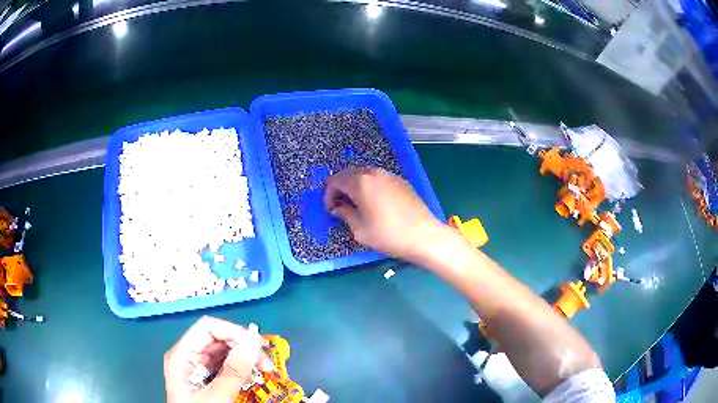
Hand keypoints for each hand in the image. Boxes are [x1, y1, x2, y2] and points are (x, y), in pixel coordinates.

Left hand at [164, 316, 273, 402]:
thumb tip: (253, 341)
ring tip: (265, 371)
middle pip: (218, 339)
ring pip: (224, 353)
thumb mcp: (216, 397)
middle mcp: (188, 357)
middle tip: (267, 364)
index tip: (258, 347)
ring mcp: (197, 368)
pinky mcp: (207, 379)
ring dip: (246, 359)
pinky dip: (242, 370)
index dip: (233, 331)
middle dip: (244, 347)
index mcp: (182, 355)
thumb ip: (233, 371)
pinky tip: (254, 377)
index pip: (208, 328)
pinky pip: (226, 367)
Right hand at [323, 167, 442, 261]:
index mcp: (360, 183)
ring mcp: (389, 175)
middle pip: (349, 174)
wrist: (423, 235)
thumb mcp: (360, 230)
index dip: (329, 195)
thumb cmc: (388, 235)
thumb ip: (345, 214)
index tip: (331, 210)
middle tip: (341, 206)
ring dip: (355, 186)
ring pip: (365, 174)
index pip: (335, 181)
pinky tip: (374, 202)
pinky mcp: (401, 181)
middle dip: (341, 188)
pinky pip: (379, 179)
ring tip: (357, 204)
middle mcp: (374, 173)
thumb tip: (338, 208)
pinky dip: (370, 186)